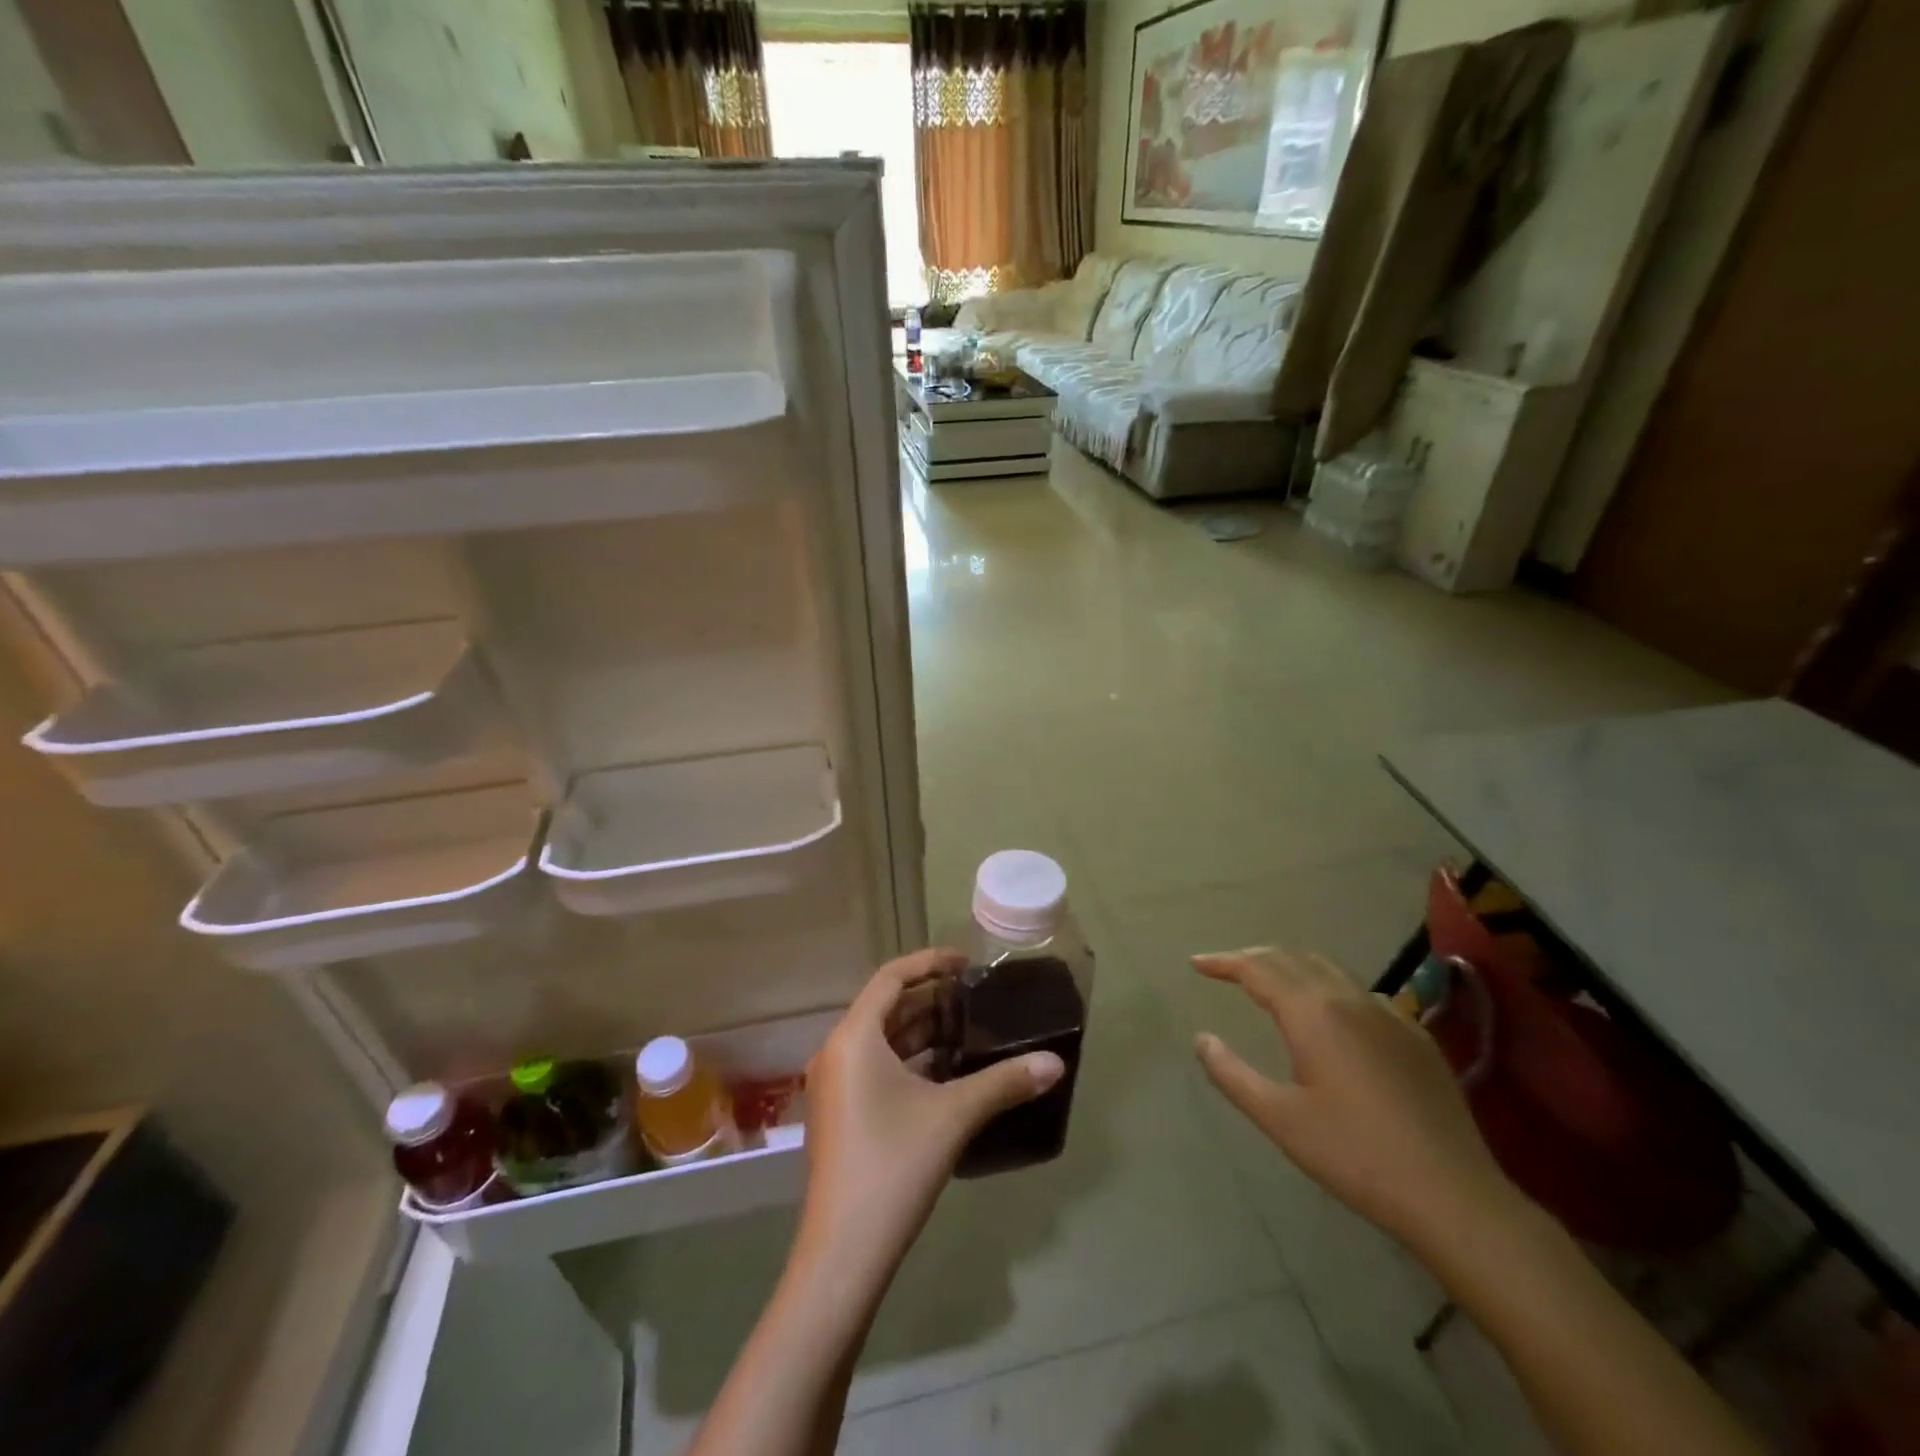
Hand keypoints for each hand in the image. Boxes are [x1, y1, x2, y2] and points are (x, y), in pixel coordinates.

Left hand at [798, 948, 1064, 1281]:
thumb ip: (1004, 1083)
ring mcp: (835, 1085)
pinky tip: (945, 1072)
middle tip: (976, 998)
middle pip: (886, 1007)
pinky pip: (875, 1067)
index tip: (966, 963)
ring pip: (881, 1040)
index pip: (891, 977)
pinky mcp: (840, 1114)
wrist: (843, 1254)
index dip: (929, 963)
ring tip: (968, 1029)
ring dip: (922, 1031)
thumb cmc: (893, 1166)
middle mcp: (837, 1051)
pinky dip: (909, 1060)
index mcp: (854, 1037)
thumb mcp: (953, 1116)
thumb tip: (1055, 1062)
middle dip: (931, 999)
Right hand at [1191, 947, 1516, 1258]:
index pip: (1258, 968)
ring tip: (1269, 983)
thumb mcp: (1280, 1119)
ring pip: (1329, 969)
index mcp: (1313, 1014)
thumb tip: (1202, 1039)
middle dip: (1254, 957)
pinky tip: (1328, 1016)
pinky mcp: (1415, 1037)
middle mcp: (1350, 1000)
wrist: (1453, 1195)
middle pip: (1293, 958)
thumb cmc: (1355, 1155)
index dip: (1223, 962)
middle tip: (1226, 969)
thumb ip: (1232, 1073)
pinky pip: (1360, 992)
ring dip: (1291, 967)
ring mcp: (1389, 1015)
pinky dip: (1328, 987)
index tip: (1196, 964)